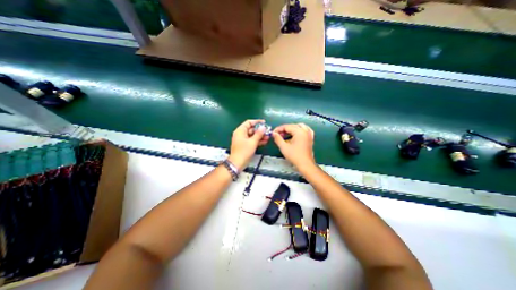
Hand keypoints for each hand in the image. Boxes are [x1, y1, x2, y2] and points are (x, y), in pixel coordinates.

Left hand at [229, 119, 270, 169]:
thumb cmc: (244, 152)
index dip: (257, 122)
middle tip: (268, 132)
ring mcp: (243, 140)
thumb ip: (258, 134)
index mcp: (240, 131)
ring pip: (252, 135)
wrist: (237, 163)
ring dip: (260, 136)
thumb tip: (263, 127)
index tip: (264, 123)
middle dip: (260, 131)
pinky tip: (264, 142)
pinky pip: (252, 140)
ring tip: (268, 137)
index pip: (249, 122)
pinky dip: (257, 141)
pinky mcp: (245, 145)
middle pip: (251, 129)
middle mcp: (241, 134)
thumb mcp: (252, 142)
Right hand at [272, 123, 316, 168]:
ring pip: (299, 126)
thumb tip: (274, 133)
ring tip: (285, 134)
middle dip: (284, 129)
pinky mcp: (310, 138)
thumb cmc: (295, 156)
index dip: (279, 129)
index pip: (287, 126)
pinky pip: (305, 130)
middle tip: (278, 134)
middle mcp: (305, 131)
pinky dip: (299, 130)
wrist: (305, 164)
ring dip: (291, 129)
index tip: (273, 133)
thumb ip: (278, 139)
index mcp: (299, 132)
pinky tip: (295, 134)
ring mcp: (309, 134)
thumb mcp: (284, 147)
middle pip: (293, 126)